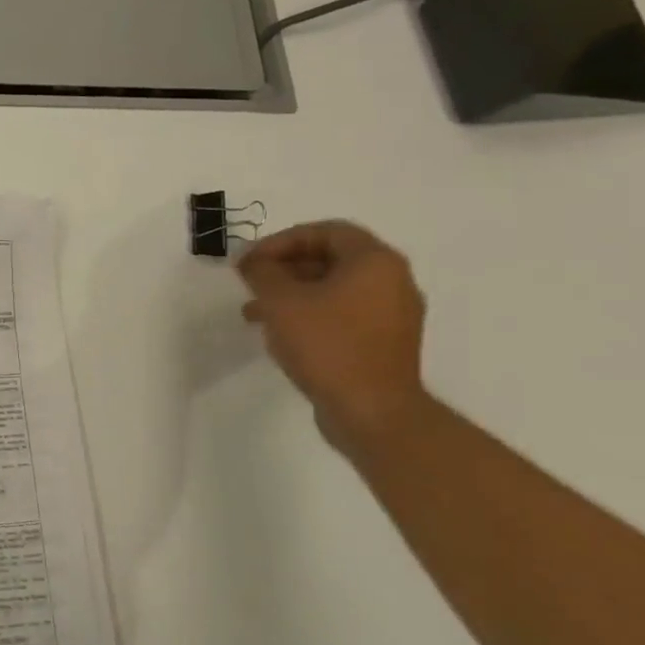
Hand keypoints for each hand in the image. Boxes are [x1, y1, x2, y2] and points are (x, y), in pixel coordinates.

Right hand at [238, 220, 431, 455]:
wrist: (373, 413)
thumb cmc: (327, 346)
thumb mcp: (281, 301)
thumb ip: (262, 272)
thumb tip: (253, 262)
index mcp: (375, 261)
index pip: (324, 231)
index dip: (281, 241)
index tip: (251, 261)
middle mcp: (393, 281)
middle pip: (330, 259)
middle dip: (284, 269)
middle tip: (251, 283)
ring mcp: (393, 316)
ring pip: (333, 290)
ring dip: (292, 295)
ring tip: (254, 314)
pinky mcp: (386, 344)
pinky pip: (343, 316)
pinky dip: (311, 316)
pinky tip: (281, 336)